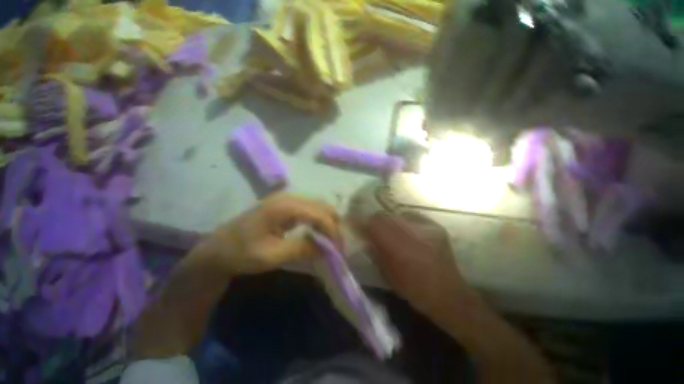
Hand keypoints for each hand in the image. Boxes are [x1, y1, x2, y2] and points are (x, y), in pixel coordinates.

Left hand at [202, 193, 340, 275]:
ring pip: (319, 206)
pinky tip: (320, 233)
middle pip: (322, 206)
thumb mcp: (271, 256)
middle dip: (334, 226)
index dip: (332, 231)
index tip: (339, 250)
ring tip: (331, 241)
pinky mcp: (286, 205)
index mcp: (284, 206)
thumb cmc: (241, 254)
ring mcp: (287, 199)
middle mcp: (289, 197)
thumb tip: (326, 247)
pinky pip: (311, 209)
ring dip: (328, 222)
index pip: (319, 215)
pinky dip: (320, 221)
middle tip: (337, 246)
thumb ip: (301, 249)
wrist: (218, 249)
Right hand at [363, 211, 477, 328]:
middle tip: (372, 228)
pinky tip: (407, 232)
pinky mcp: (435, 227)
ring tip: (390, 231)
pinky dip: (404, 221)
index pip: (374, 224)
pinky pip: (412, 216)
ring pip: (397, 214)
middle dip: (374, 221)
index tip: (353, 223)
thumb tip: (365, 237)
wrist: (449, 295)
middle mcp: (412, 233)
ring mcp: (426, 228)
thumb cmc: (414, 290)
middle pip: (384, 215)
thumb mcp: (387, 274)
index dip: (361, 221)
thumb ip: (374, 251)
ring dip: (389, 221)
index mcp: (398, 248)